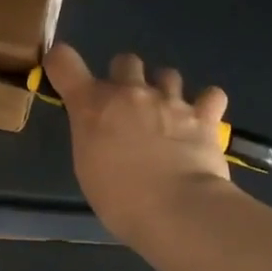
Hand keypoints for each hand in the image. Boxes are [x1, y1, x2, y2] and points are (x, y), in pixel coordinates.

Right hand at [43, 42, 236, 245]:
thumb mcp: (88, 166)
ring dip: (164, 89)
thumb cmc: (119, 198)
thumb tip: (103, 130)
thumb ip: (92, 135)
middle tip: (127, 107)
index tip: (65, 75)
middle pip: (125, 60)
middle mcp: (130, 92)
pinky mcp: (203, 116)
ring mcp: (170, 100)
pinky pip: (210, 95)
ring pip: (167, 74)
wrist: (177, 209)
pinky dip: (206, 104)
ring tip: (167, 115)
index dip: (60, 62)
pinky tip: (202, 120)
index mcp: (93, 105)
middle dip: (125, 78)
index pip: (63, 61)